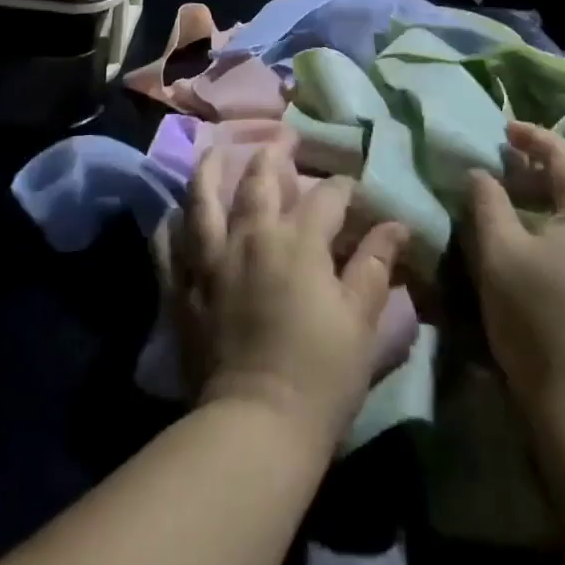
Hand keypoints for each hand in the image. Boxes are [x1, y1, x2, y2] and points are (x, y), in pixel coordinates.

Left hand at [156, 143, 409, 450]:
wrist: (256, 426)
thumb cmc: (320, 374)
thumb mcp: (360, 320)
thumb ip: (374, 265)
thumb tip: (396, 225)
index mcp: (298, 241)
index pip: (326, 196)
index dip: (344, 188)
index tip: (354, 191)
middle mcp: (251, 236)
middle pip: (259, 179)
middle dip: (274, 154)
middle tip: (282, 138)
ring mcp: (210, 259)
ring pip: (203, 199)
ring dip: (210, 170)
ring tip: (216, 152)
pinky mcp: (182, 288)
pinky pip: (168, 245)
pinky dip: (170, 225)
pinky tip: (173, 214)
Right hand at [464, 121, 564, 410]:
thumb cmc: (538, 317)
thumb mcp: (498, 252)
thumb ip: (487, 201)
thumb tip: (481, 172)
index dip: (532, 137)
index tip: (504, 130)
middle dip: (548, 168)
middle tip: (511, 164)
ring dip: (563, 199)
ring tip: (528, 200)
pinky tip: (555, 244)